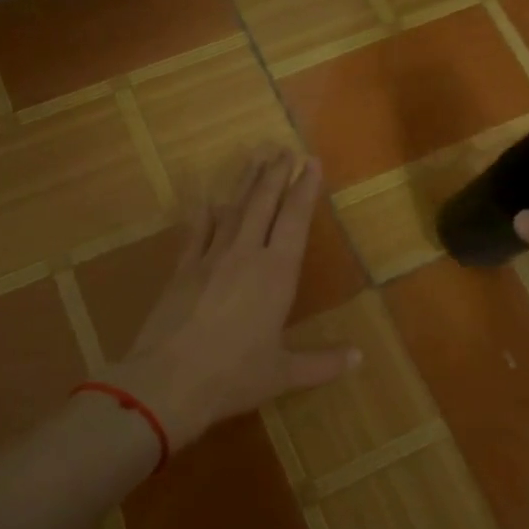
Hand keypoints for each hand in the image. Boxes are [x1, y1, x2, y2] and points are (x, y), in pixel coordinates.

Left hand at [106, 147, 360, 447]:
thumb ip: (322, 363)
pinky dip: (204, 215)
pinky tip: (207, 200)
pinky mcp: (182, 269)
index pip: (294, 220)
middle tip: (284, 149)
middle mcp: (245, 255)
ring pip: (233, 210)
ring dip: (245, 182)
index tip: (311, 162)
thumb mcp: (284, 373)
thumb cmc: (234, 376)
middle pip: (263, 204)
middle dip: (275, 174)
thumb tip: (360, 358)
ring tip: (255, 157)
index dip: (304, 189)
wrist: (168, 380)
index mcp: (276, 273)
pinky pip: (196, 233)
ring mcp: (210, 258)